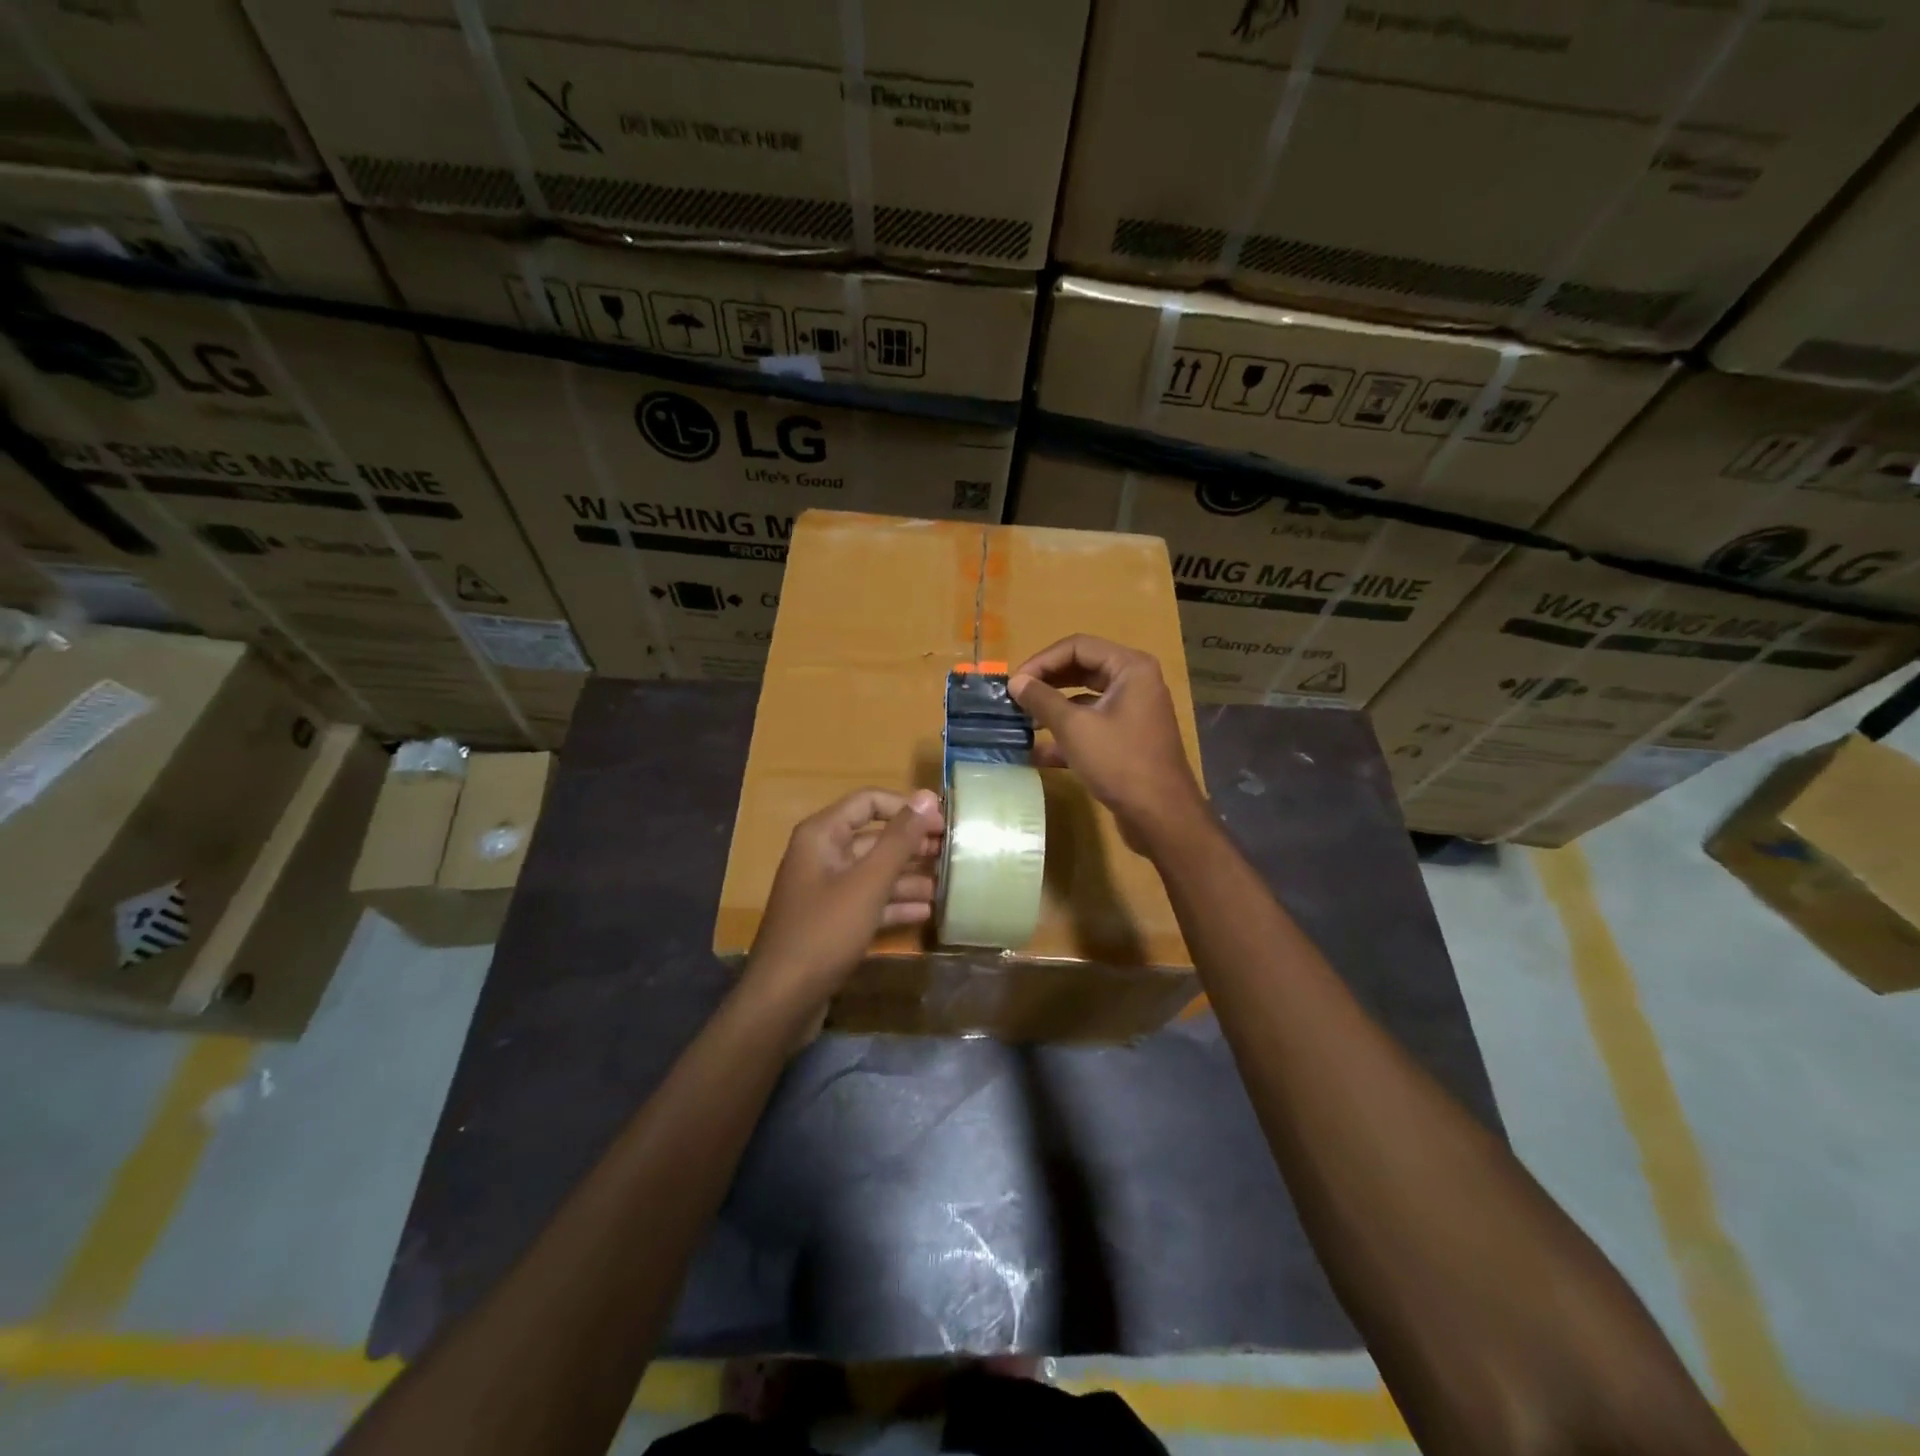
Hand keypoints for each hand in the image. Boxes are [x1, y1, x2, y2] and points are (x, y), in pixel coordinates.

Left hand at [748, 787, 943, 1002]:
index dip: (907, 807)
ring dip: (909, 876)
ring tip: (948, 884)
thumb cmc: (825, 932)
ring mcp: (826, 890)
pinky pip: (868, 901)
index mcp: (822, 835)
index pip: (869, 801)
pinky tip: (926, 912)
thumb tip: (927, 796)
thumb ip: (899, 839)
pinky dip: (894, 903)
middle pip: (874, 837)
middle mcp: (822, 855)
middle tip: (954, 853)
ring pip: (874, 872)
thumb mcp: (868, 883)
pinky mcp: (832, 921)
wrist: (782, 1001)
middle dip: (913, 844)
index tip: (944, 822)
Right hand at [1010, 635, 1205, 851]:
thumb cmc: (1120, 762)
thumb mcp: (1074, 728)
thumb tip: (1016, 682)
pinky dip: (1067, 733)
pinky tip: (1038, 752)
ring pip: (1084, 699)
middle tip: (1015, 698)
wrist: (1161, 816)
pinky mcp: (1127, 739)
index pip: (1077, 647)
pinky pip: (1092, 725)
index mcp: (1130, 668)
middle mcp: (1135, 683)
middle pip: (1081, 669)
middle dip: (1046, 683)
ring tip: (1023, 722)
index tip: (1014, 683)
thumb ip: (1042, 699)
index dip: (1041, 661)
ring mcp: (1133, 712)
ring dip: (1053, 709)